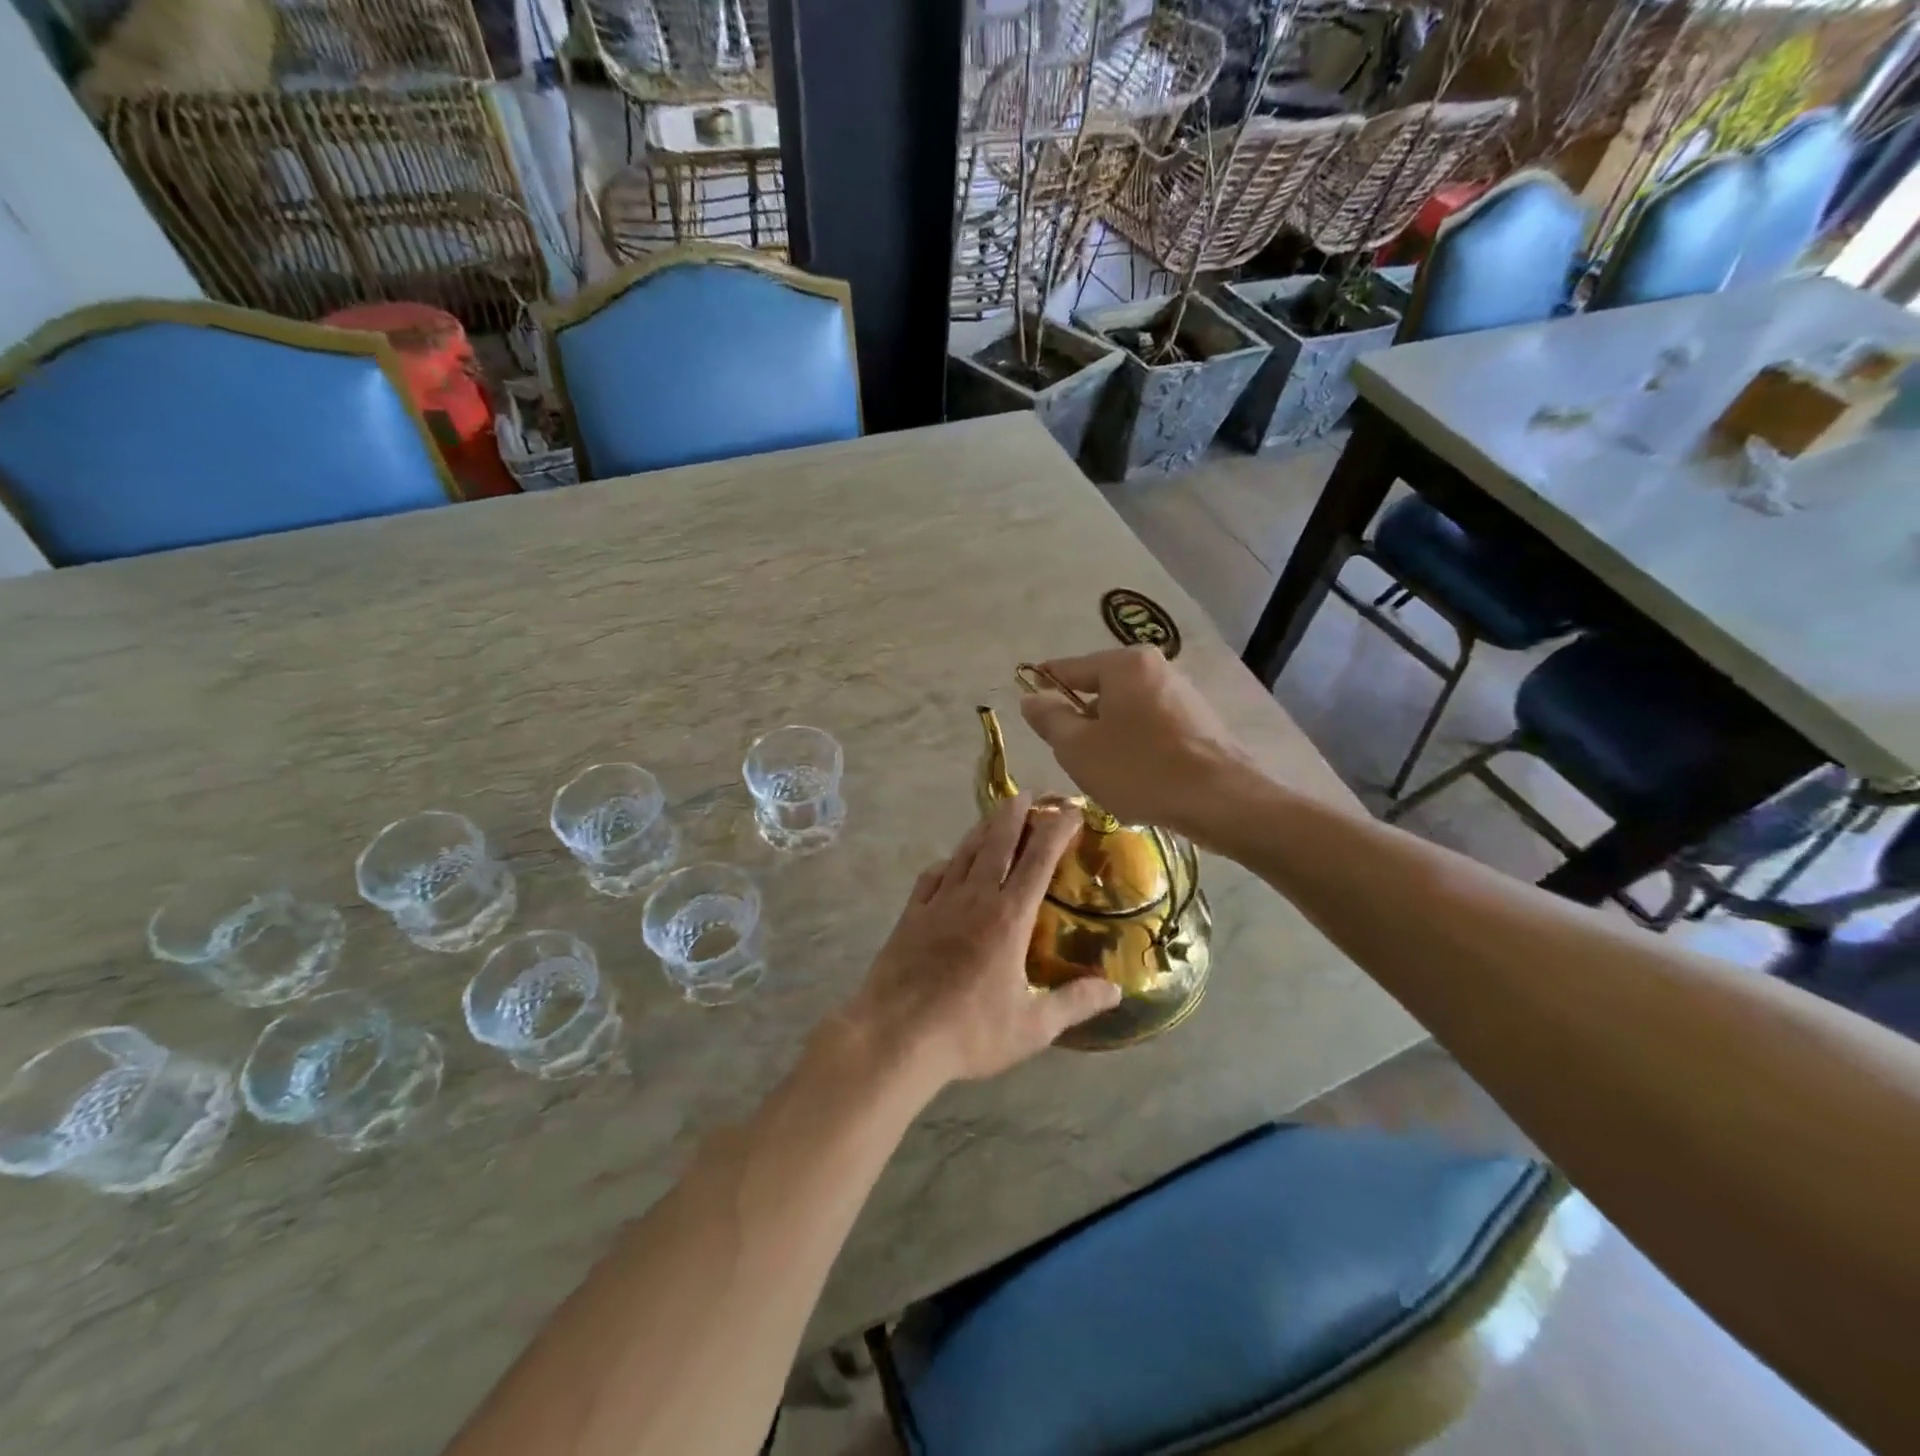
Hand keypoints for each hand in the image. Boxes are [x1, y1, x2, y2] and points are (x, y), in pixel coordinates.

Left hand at [847, 795, 1121, 1085]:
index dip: (1056, 830)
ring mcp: (938, 903)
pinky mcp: (911, 915)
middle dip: (1016, 814)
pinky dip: (947, 863)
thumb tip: (1116, 990)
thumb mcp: (1032, 1027)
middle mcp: (974, 898)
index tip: (1071, 810)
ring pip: (964, 853)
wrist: (895, 1037)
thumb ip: (1074, 1003)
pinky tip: (949, 865)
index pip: (1039, 860)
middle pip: (997, 843)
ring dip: (982, 830)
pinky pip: (932, 877)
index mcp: (1009, 918)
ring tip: (995, 817)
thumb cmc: (969, 1032)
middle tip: (1028, 794)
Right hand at [1018, 646, 1261, 843]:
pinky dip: (1137, 745)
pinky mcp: (1201, 722)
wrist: (1221, 800)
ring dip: (1110, 735)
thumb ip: (1049, 719)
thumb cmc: (1139, 769)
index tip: (1028, 701)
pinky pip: (1153, 727)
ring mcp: (1183, 694)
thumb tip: (1031, 698)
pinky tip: (1139, 777)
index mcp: (1124, 664)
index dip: (1044, 685)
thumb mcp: (1078, 748)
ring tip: (1106, 772)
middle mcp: (1157, 668)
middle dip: (1082, 719)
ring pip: (1128, 711)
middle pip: (1102, 689)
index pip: (1070, 668)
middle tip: (1071, 754)